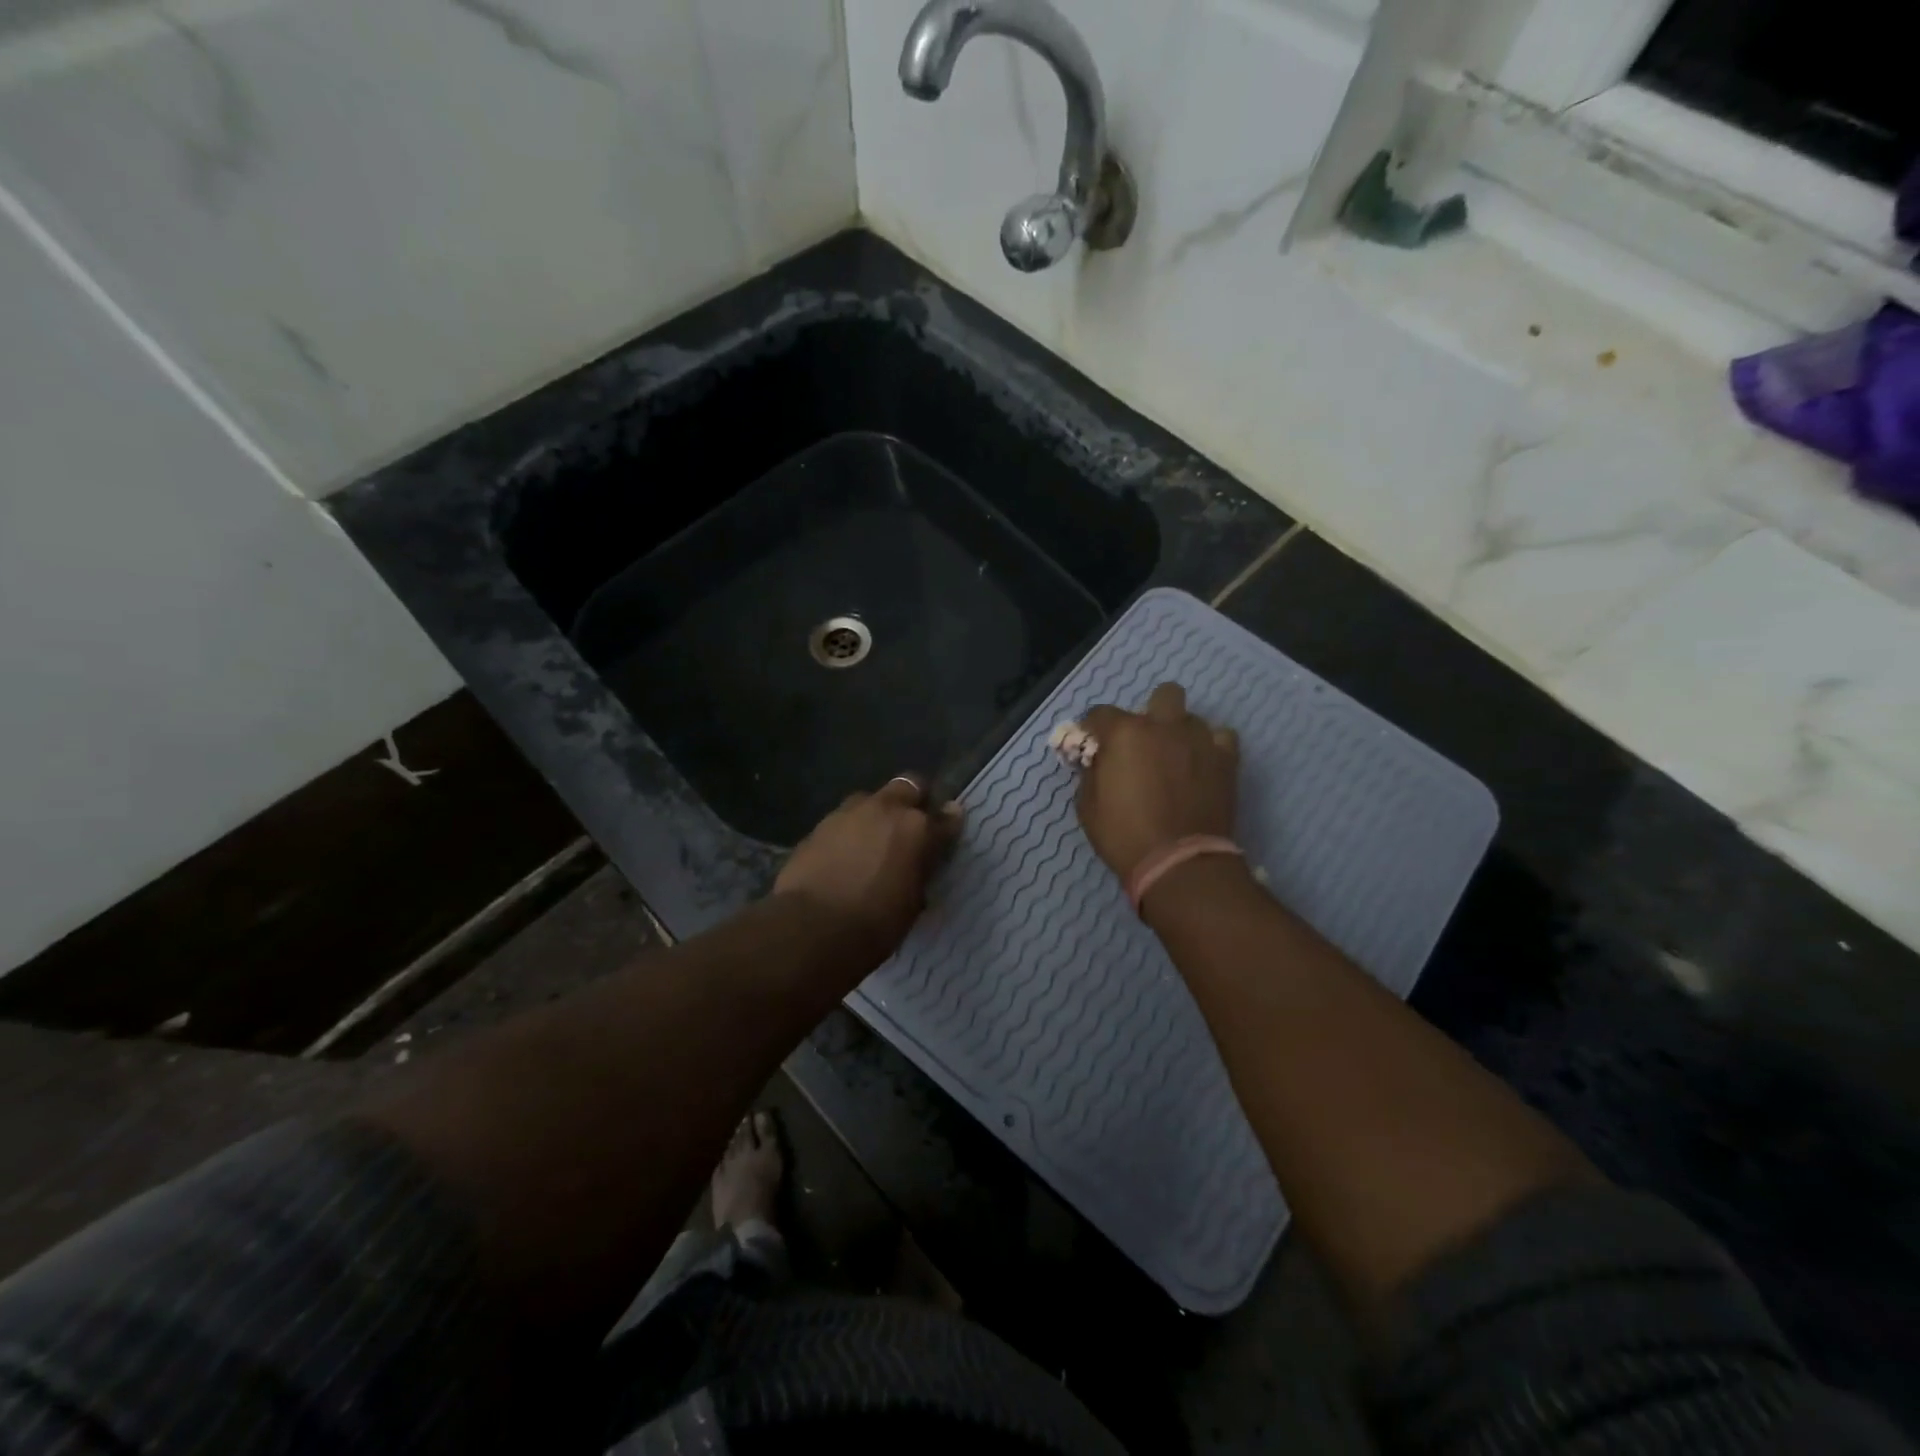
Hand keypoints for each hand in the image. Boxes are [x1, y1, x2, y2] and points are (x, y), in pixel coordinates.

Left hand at [775, 776, 962, 969]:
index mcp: (917, 829)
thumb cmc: (875, 924)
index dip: (949, 823)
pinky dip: (848, 833)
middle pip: (908, 786)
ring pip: (870, 800)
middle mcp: (885, 810)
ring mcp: (848, 813)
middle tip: (909, 826)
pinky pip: (842, 821)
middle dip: (913, 800)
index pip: (946, 818)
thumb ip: (920, 870)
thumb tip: (922, 860)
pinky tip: (842, 856)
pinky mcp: (818, 826)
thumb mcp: (912, 902)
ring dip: (876, 814)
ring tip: (871, 841)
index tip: (948, 830)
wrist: (812, 928)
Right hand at [1076, 683, 1239, 878]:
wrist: (1180, 863)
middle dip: (1152, 713)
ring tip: (1177, 759)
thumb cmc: (1124, 835)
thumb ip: (1091, 772)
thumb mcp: (1088, 806)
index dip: (1093, 728)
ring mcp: (1200, 740)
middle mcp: (1164, 725)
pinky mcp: (1227, 759)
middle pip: (1162, 694)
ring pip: (1192, 717)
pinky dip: (1211, 747)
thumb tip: (1096, 759)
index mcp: (1125, 733)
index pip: (1100, 713)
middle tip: (1145, 743)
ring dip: (1181, 732)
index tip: (1093, 745)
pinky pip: (1222, 738)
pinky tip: (1203, 766)